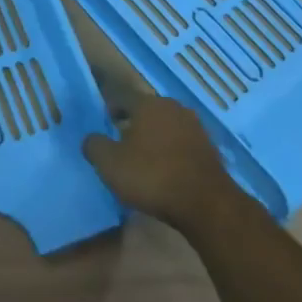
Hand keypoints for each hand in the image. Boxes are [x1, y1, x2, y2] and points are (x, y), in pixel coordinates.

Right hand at [82, 93, 237, 232]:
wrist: (206, 204)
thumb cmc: (152, 176)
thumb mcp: (109, 164)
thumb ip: (94, 145)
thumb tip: (91, 138)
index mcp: (147, 103)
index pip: (121, 96)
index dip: (110, 108)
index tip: (103, 122)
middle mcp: (172, 107)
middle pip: (146, 110)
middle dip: (133, 122)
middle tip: (120, 141)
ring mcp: (195, 127)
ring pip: (166, 126)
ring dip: (154, 137)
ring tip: (143, 157)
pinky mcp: (210, 148)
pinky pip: (182, 144)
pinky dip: (172, 152)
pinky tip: (166, 170)